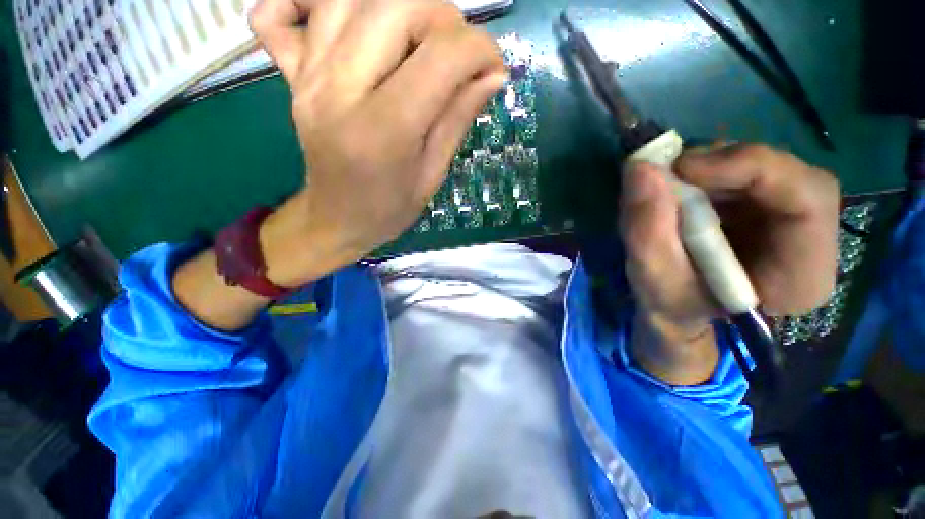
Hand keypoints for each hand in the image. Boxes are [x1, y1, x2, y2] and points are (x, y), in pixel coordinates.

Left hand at [250, 0, 506, 286]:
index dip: (480, 50)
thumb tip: (493, 75)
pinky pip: (278, 12)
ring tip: (419, 42)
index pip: (441, 57)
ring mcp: (308, 77)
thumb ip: (458, 118)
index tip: (493, 68)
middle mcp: (340, 91)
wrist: (336, 219)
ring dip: (400, 7)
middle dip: (445, 20)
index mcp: (384, 132)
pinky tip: (346, 21)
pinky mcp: (292, 74)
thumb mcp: (433, 174)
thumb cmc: (389, 208)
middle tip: (457, 56)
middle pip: (398, 7)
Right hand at [619, 144, 840, 384]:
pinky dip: (702, 173)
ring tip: (666, 188)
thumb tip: (639, 168)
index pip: (809, 198)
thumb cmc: (671, 307)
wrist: (678, 310)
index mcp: (802, 276)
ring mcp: (787, 218)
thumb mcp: (652, 280)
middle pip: (785, 174)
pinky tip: (677, 192)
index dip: (752, 168)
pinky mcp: (763, 205)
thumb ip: (646, 231)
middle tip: (668, 173)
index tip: (684, 168)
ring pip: (760, 167)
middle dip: (722, 166)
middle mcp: (809, 240)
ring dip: (707, 169)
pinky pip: (740, 172)